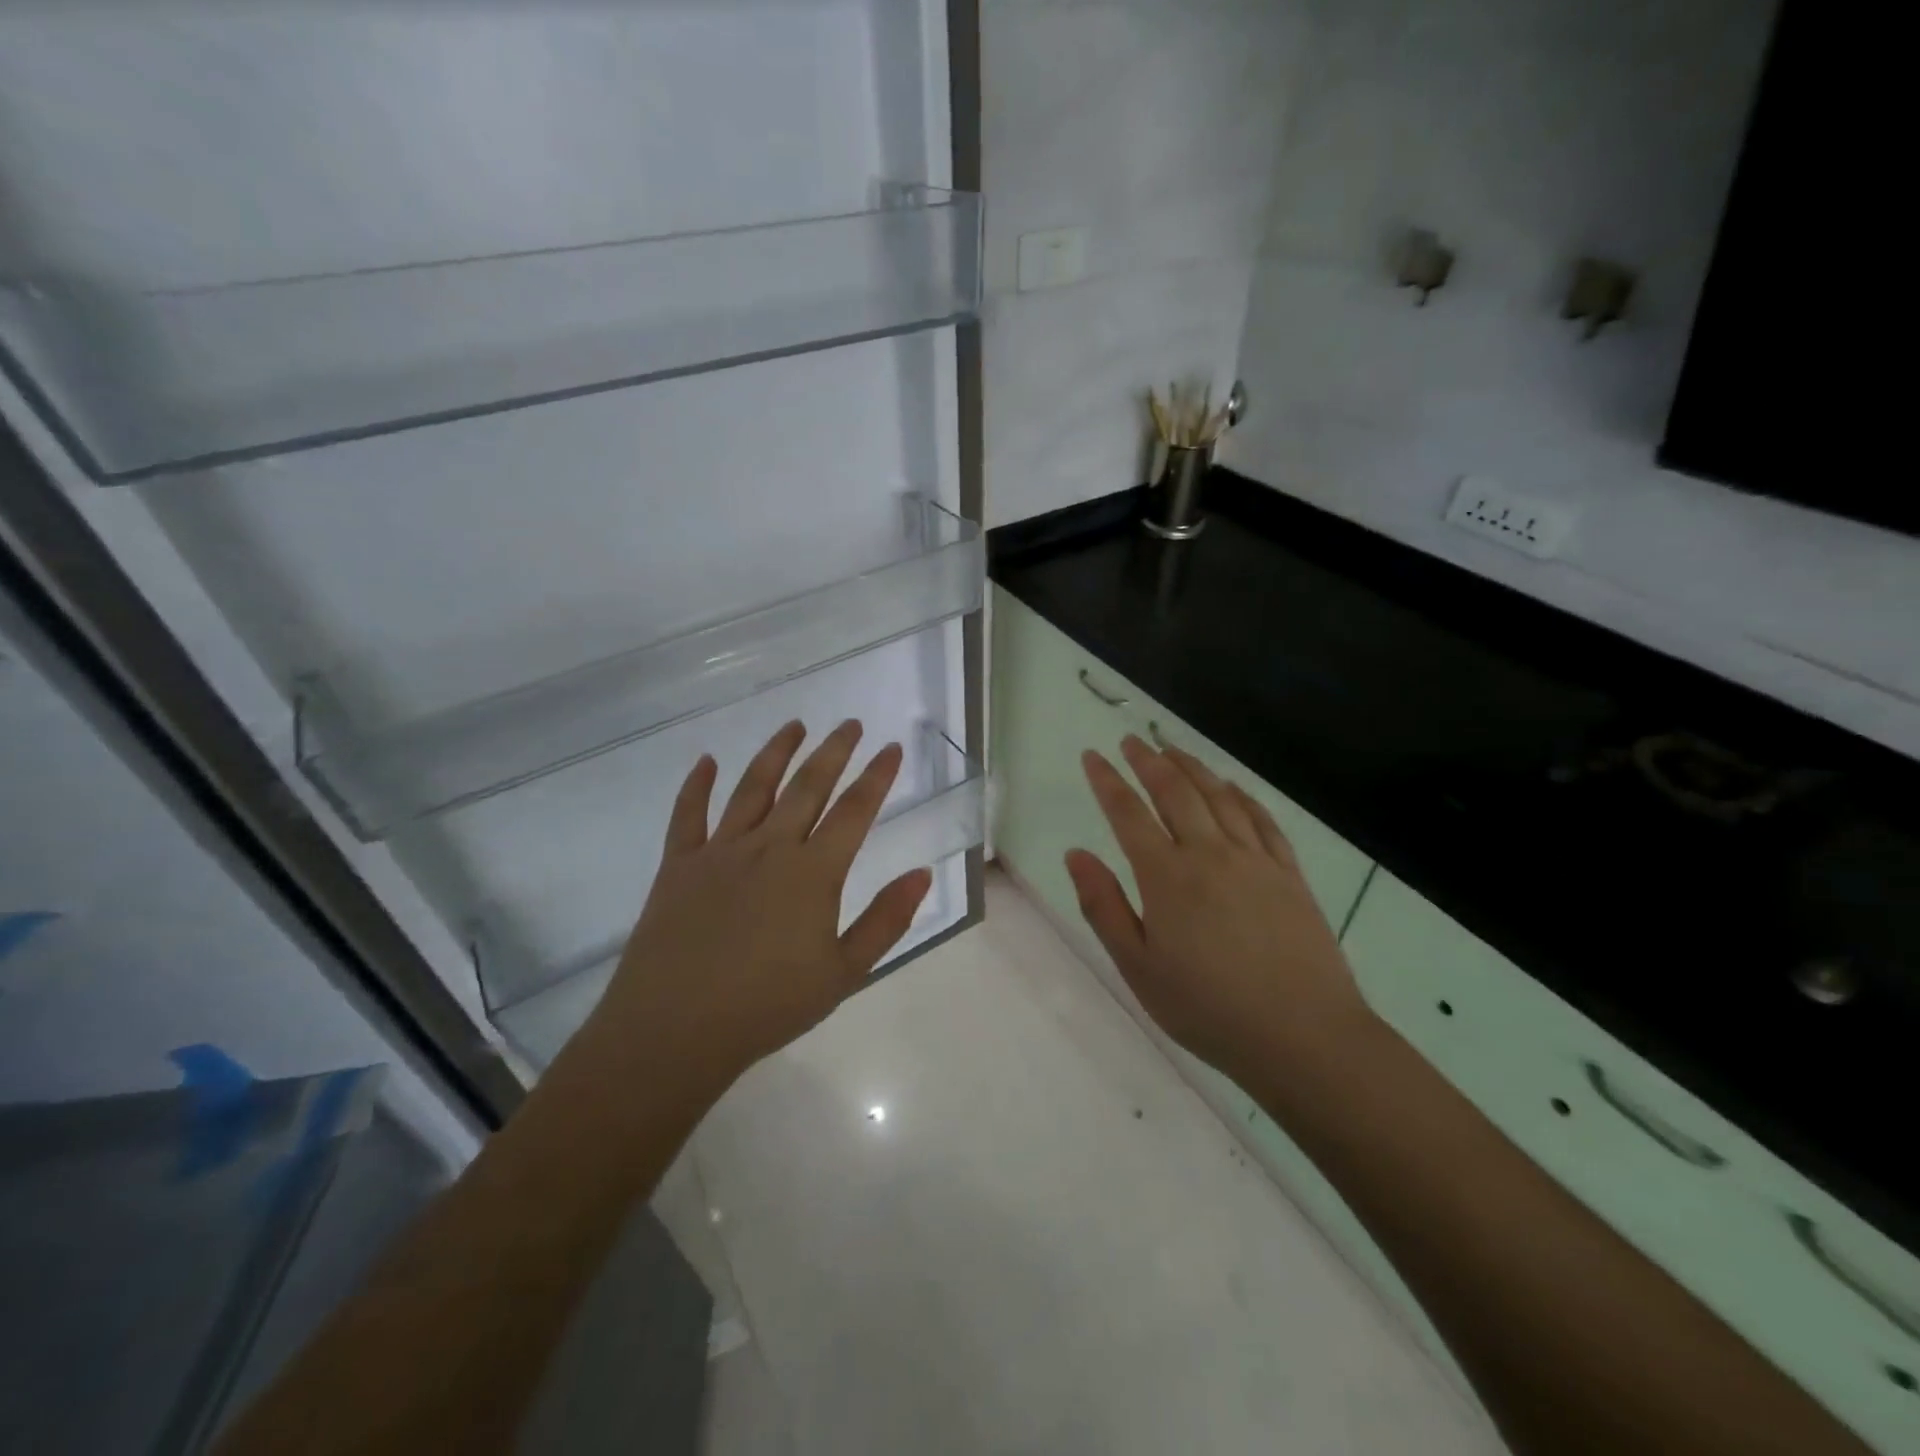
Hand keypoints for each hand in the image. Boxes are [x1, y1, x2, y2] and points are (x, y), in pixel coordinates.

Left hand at [583, 720, 933, 1091]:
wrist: (674, 1029)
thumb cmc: (768, 1006)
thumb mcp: (844, 972)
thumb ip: (886, 920)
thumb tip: (923, 873)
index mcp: (813, 872)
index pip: (854, 811)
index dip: (876, 776)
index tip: (891, 747)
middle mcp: (769, 848)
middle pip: (807, 787)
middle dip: (833, 751)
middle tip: (850, 724)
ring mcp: (720, 851)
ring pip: (753, 787)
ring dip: (776, 752)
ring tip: (795, 726)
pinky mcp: (679, 864)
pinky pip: (688, 814)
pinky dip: (697, 785)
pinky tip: (706, 761)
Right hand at [1065, 736, 1371, 1083]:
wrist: (1303, 1037)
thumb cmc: (1208, 1008)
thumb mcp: (1138, 967)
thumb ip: (1104, 906)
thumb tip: (1076, 854)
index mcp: (1167, 876)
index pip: (1128, 813)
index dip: (1107, 780)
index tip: (1092, 756)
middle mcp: (1210, 854)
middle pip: (1175, 791)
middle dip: (1148, 761)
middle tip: (1131, 741)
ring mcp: (1255, 859)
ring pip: (1218, 796)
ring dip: (1191, 767)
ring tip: (1172, 749)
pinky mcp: (1289, 873)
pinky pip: (1261, 819)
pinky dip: (1241, 794)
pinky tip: (1231, 786)